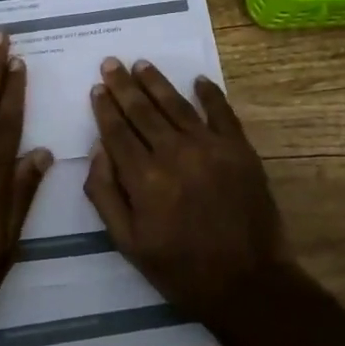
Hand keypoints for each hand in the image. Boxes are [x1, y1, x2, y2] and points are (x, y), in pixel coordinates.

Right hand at [84, 58, 293, 327]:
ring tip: (142, 64)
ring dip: (157, 82)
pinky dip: (210, 94)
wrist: (247, 282)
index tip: (97, 87)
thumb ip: (105, 194)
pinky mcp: (240, 150)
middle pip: (143, 111)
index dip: (105, 108)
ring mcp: (210, 148)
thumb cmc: (180, 269)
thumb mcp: (128, 243)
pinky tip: (198, 80)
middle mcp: (174, 153)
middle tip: (112, 62)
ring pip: (177, 105)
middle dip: (124, 85)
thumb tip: (96, 150)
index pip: (117, 132)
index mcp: (144, 178)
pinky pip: (222, 112)